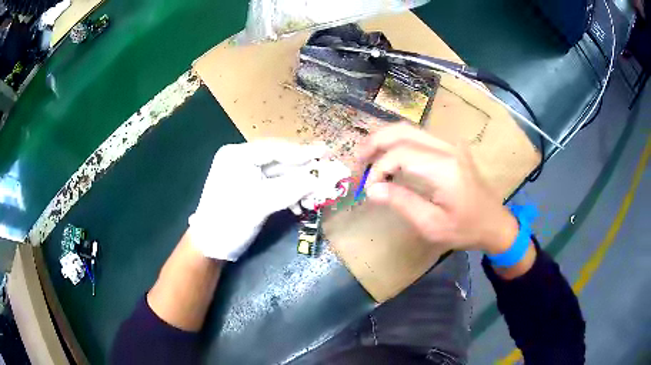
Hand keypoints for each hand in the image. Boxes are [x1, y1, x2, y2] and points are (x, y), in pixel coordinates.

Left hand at [189, 140, 325, 260]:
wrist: (210, 247)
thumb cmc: (229, 221)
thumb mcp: (260, 204)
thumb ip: (291, 189)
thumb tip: (322, 179)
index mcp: (237, 155)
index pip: (275, 149)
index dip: (302, 153)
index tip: (326, 154)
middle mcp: (241, 160)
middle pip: (279, 161)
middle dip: (304, 170)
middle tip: (329, 170)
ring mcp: (246, 175)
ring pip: (280, 175)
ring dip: (299, 185)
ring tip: (318, 194)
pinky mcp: (251, 189)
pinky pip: (275, 186)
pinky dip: (290, 194)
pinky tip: (301, 205)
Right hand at [357, 124, 518, 253]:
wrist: (495, 222)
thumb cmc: (465, 229)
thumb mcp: (432, 225)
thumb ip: (401, 202)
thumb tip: (372, 189)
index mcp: (444, 168)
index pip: (400, 153)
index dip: (378, 169)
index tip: (368, 190)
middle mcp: (447, 147)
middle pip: (402, 130)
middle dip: (374, 142)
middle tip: (357, 162)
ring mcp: (450, 144)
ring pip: (409, 129)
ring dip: (384, 140)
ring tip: (367, 159)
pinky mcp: (450, 147)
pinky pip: (418, 136)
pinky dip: (397, 143)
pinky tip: (388, 158)